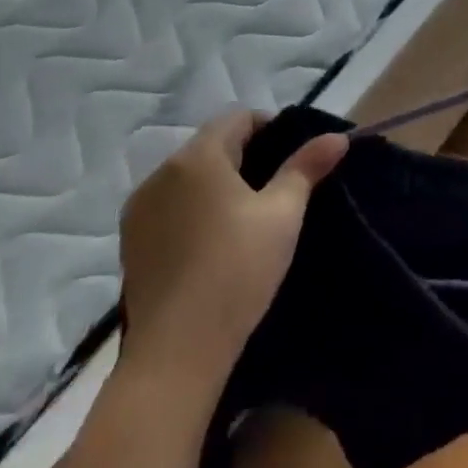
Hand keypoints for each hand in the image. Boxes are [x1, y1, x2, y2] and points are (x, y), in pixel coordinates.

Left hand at [118, 109, 347, 375]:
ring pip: (188, 177)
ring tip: (248, 216)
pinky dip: (194, 208)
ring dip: (218, 183)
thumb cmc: (238, 269)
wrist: (178, 349)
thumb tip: (337, 136)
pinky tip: (214, 241)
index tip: (295, 155)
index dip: (271, 127)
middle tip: (279, 187)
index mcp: (197, 157)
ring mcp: (139, 208)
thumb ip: (307, 168)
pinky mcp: (130, 241)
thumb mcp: (283, 215)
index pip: (237, 118)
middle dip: (246, 156)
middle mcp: (160, 173)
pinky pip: (169, 206)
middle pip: (211, 145)